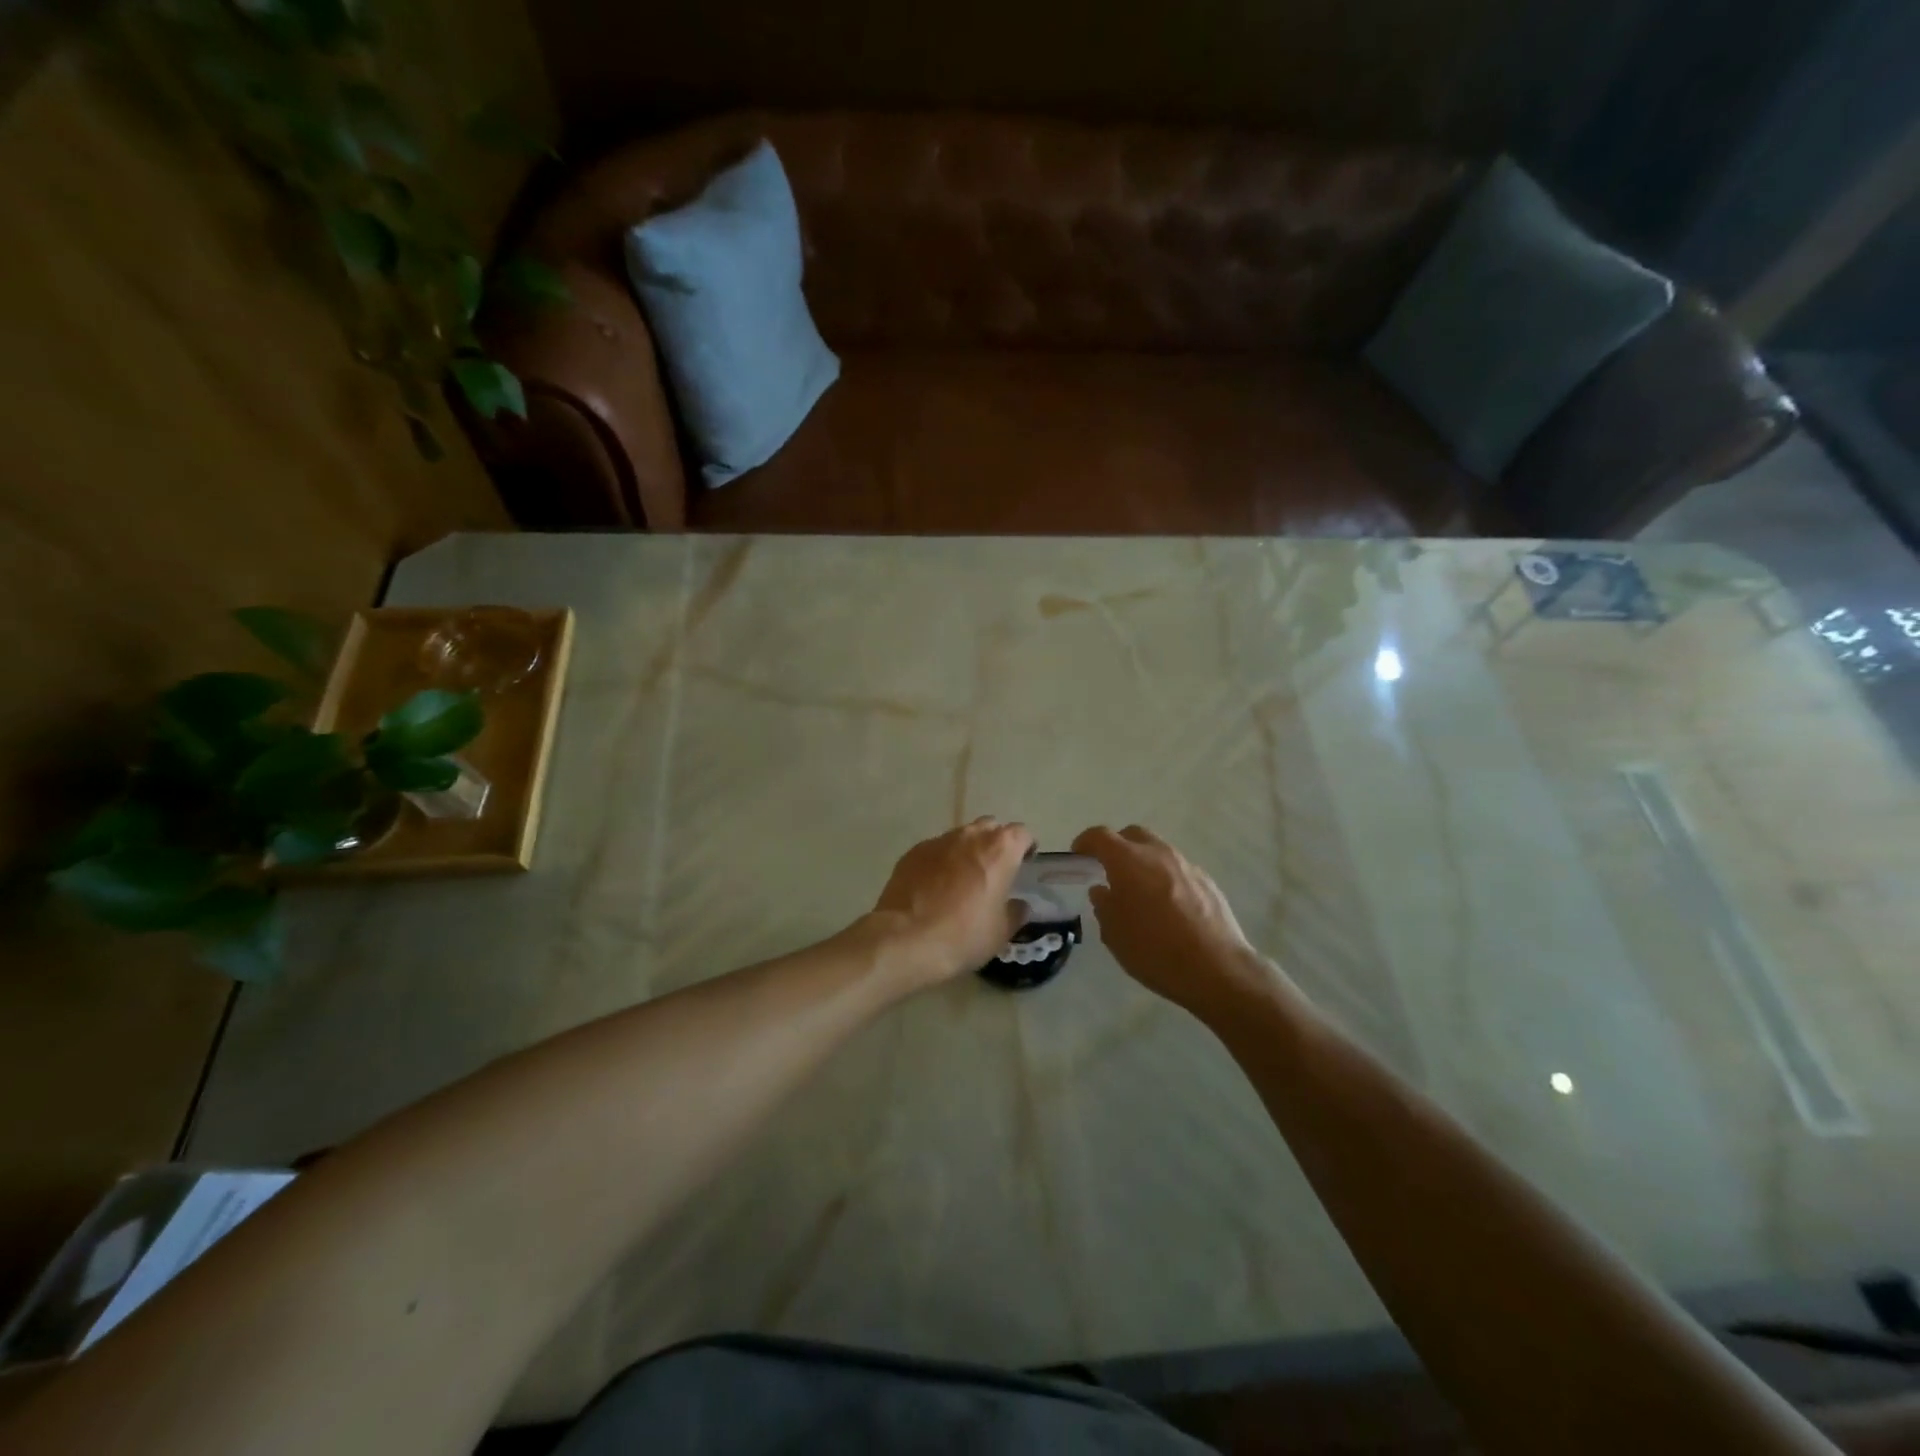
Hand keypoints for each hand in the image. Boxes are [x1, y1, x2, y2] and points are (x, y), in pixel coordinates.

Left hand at [870, 817, 1034, 990]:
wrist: (905, 939)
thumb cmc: (963, 935)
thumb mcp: (1000, 932)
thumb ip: (1015, 912)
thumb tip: (1019, 905)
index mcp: (1000, 850)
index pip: (1022, 833)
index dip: (1026, 847)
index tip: (1025, 863)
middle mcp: (970, 836)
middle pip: (991, 827)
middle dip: (996, 843)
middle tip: (995, 870)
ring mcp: (938, 841)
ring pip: (961, 836)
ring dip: (967, 851)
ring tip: (963, 879)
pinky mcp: (913, 852)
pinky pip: (936, 850)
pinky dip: (941, 861)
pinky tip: (935, 886)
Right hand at [1072, 824, 1276, 1015]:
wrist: (1216, 969)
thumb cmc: (1155, 951)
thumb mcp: (1115, 934)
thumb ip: (1104, 906)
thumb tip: (1102, 890)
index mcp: (1128, 861)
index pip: (1100, 836)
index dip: (1085, 842)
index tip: (1078, 855)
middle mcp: (1158, 854)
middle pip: (1132, 835)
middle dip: (1117, 847)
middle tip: (1108, 870)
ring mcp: (1186, 865)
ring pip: (1158, 850)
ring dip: (1143, 862)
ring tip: (1139, 892)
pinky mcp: (1207, 881)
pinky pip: (1177, 870)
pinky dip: (1165, 878)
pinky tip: (1167, 907)